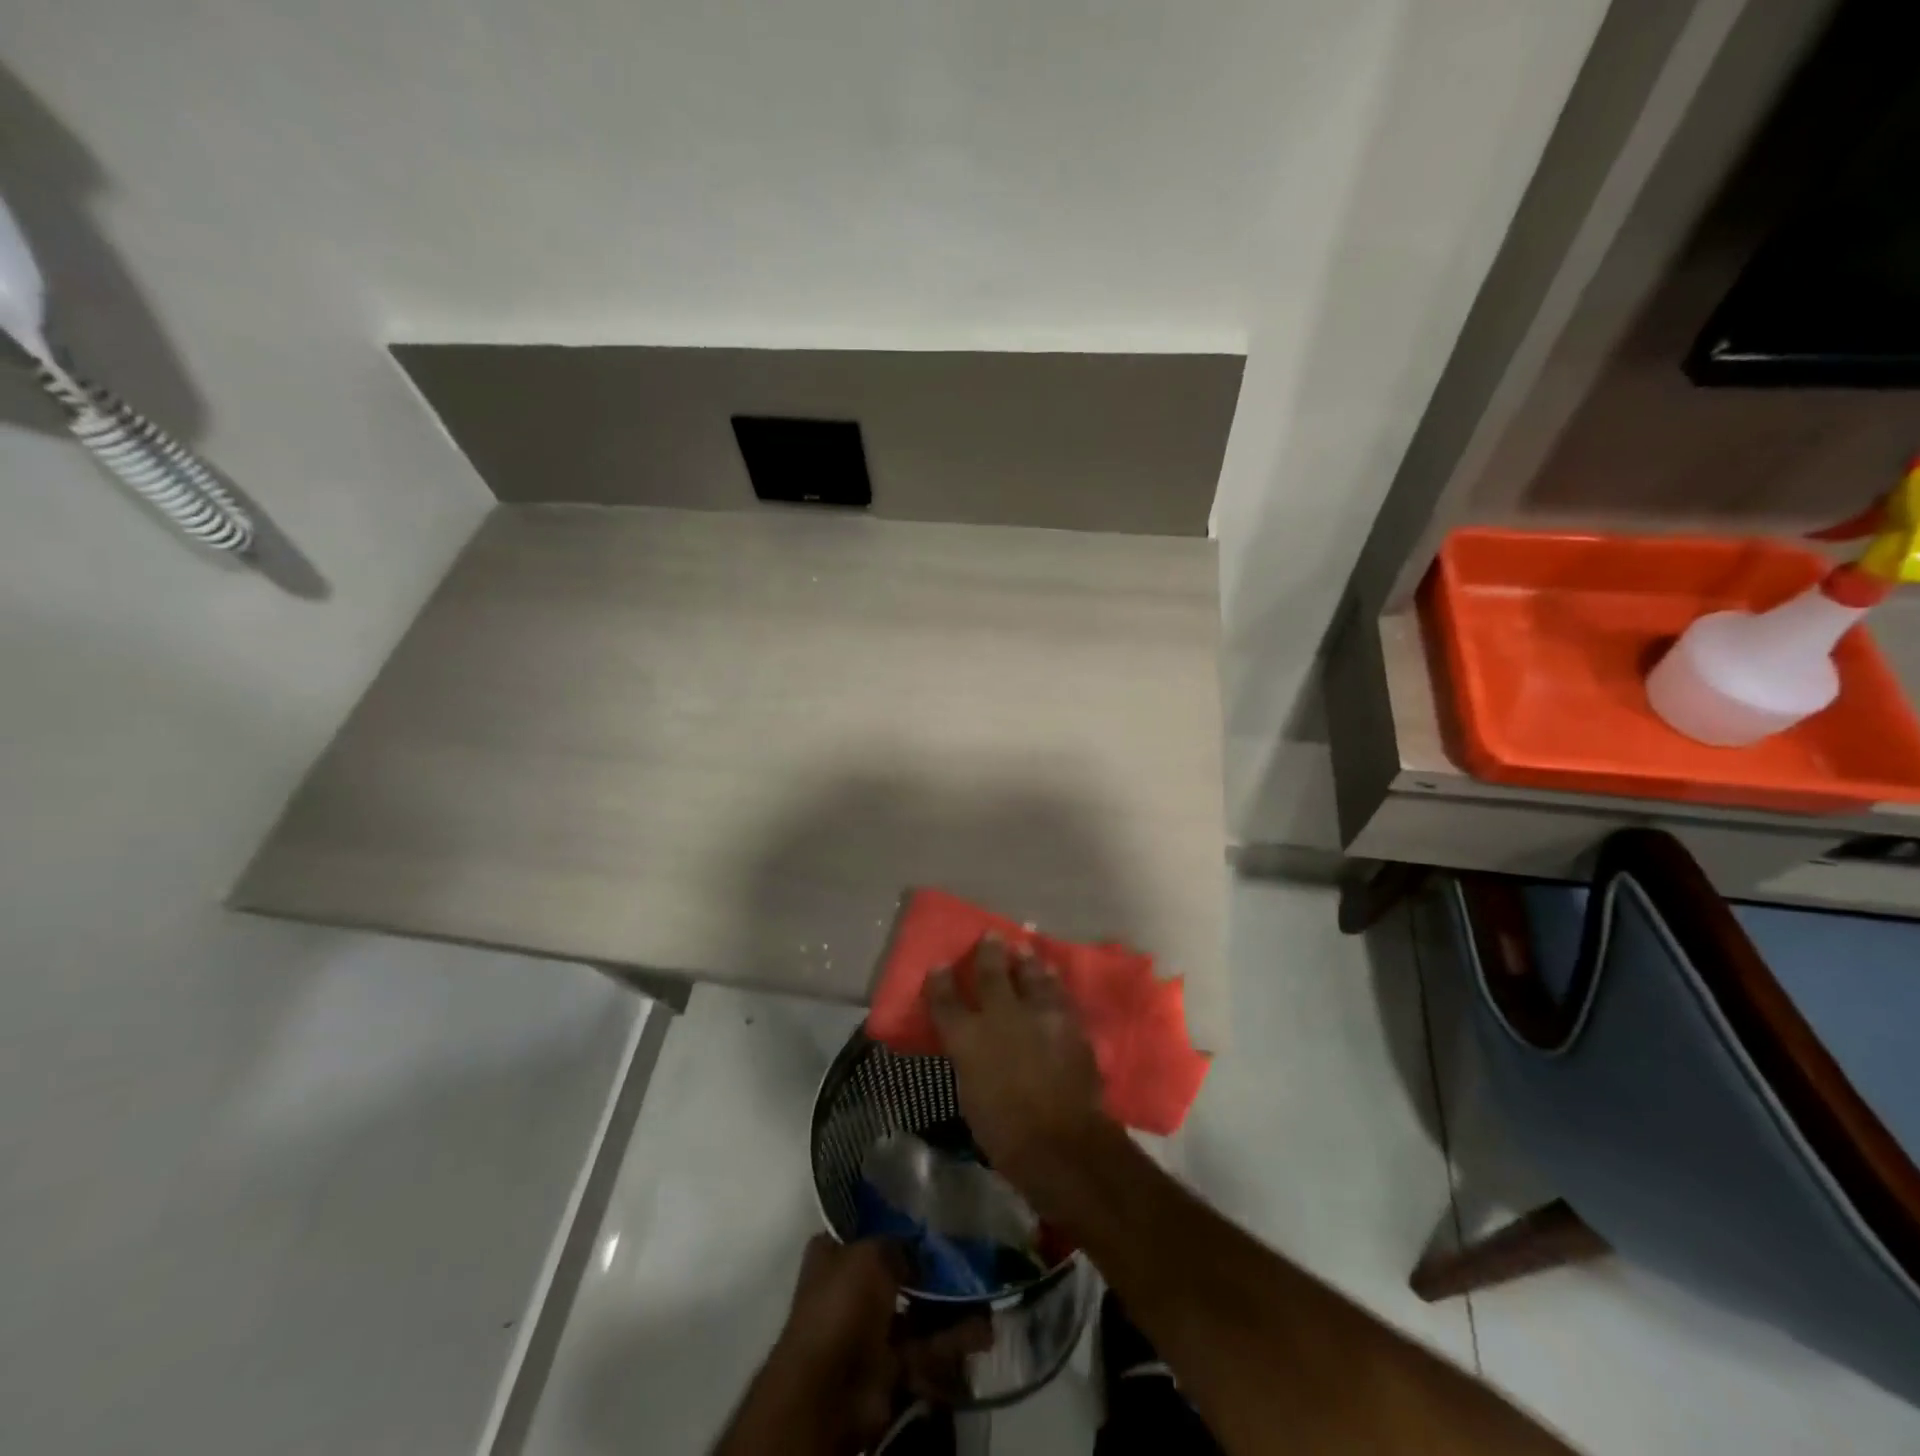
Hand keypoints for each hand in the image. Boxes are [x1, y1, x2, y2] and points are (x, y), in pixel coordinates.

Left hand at [742, 1237, 991, 1454]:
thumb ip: (899, 1245)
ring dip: (950, 1307)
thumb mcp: (871, 1254)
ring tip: (987, 1295)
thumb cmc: (842, 1305)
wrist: (829, 1391)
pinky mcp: (888, 1368)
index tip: (932, 1216)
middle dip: (932, 1270)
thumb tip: (922, 1249)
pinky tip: (984, 1331)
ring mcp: (869, 1331)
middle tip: (970, 1258)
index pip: (868, 1229)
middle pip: (898, 1272)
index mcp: (834, 1255)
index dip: (897, 1222)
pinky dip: (952, 1342)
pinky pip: (925, 1349)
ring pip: (916, 1312)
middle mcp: (850, 1289)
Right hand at [927, 936, 1117, 1211]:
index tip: (938, 966)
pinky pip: (1058, 992)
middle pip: (992, 973)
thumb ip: (970, 1061)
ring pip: (1031, 975)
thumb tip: (973, 1046)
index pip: (945, 1001)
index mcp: (968, 1039)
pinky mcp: (1068, 1022)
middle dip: (988, 952)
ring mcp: (1037, 1015)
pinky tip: (1051, 975)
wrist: (1062, 1143)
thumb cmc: (1005, 1134)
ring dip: (1026, 961)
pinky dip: (1052, 981)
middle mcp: (1000, 1017)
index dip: (940, 981)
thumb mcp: (971, 1096)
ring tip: (1024, 950)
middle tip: (990, 935)